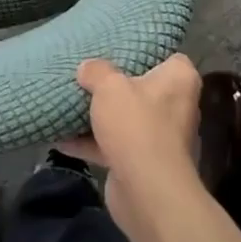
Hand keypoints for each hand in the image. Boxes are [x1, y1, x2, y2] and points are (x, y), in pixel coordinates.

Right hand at [58, 55, 201, 228]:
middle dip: (116, 86)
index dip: (148, 52)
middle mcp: (176, 108)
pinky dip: (90, 144)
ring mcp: (160, 139)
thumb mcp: (109, 86)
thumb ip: (96, 71)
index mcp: (179, 81)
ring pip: (126, 119)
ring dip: (100, 117)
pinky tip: (61, 139)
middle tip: (90, 73)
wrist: (147, 192)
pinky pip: (113, 146)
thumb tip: (87, 68)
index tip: (121, 49)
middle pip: (143, 88)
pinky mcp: (142, 164)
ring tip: (70, 103)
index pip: (170, 58)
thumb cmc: (136, 126)